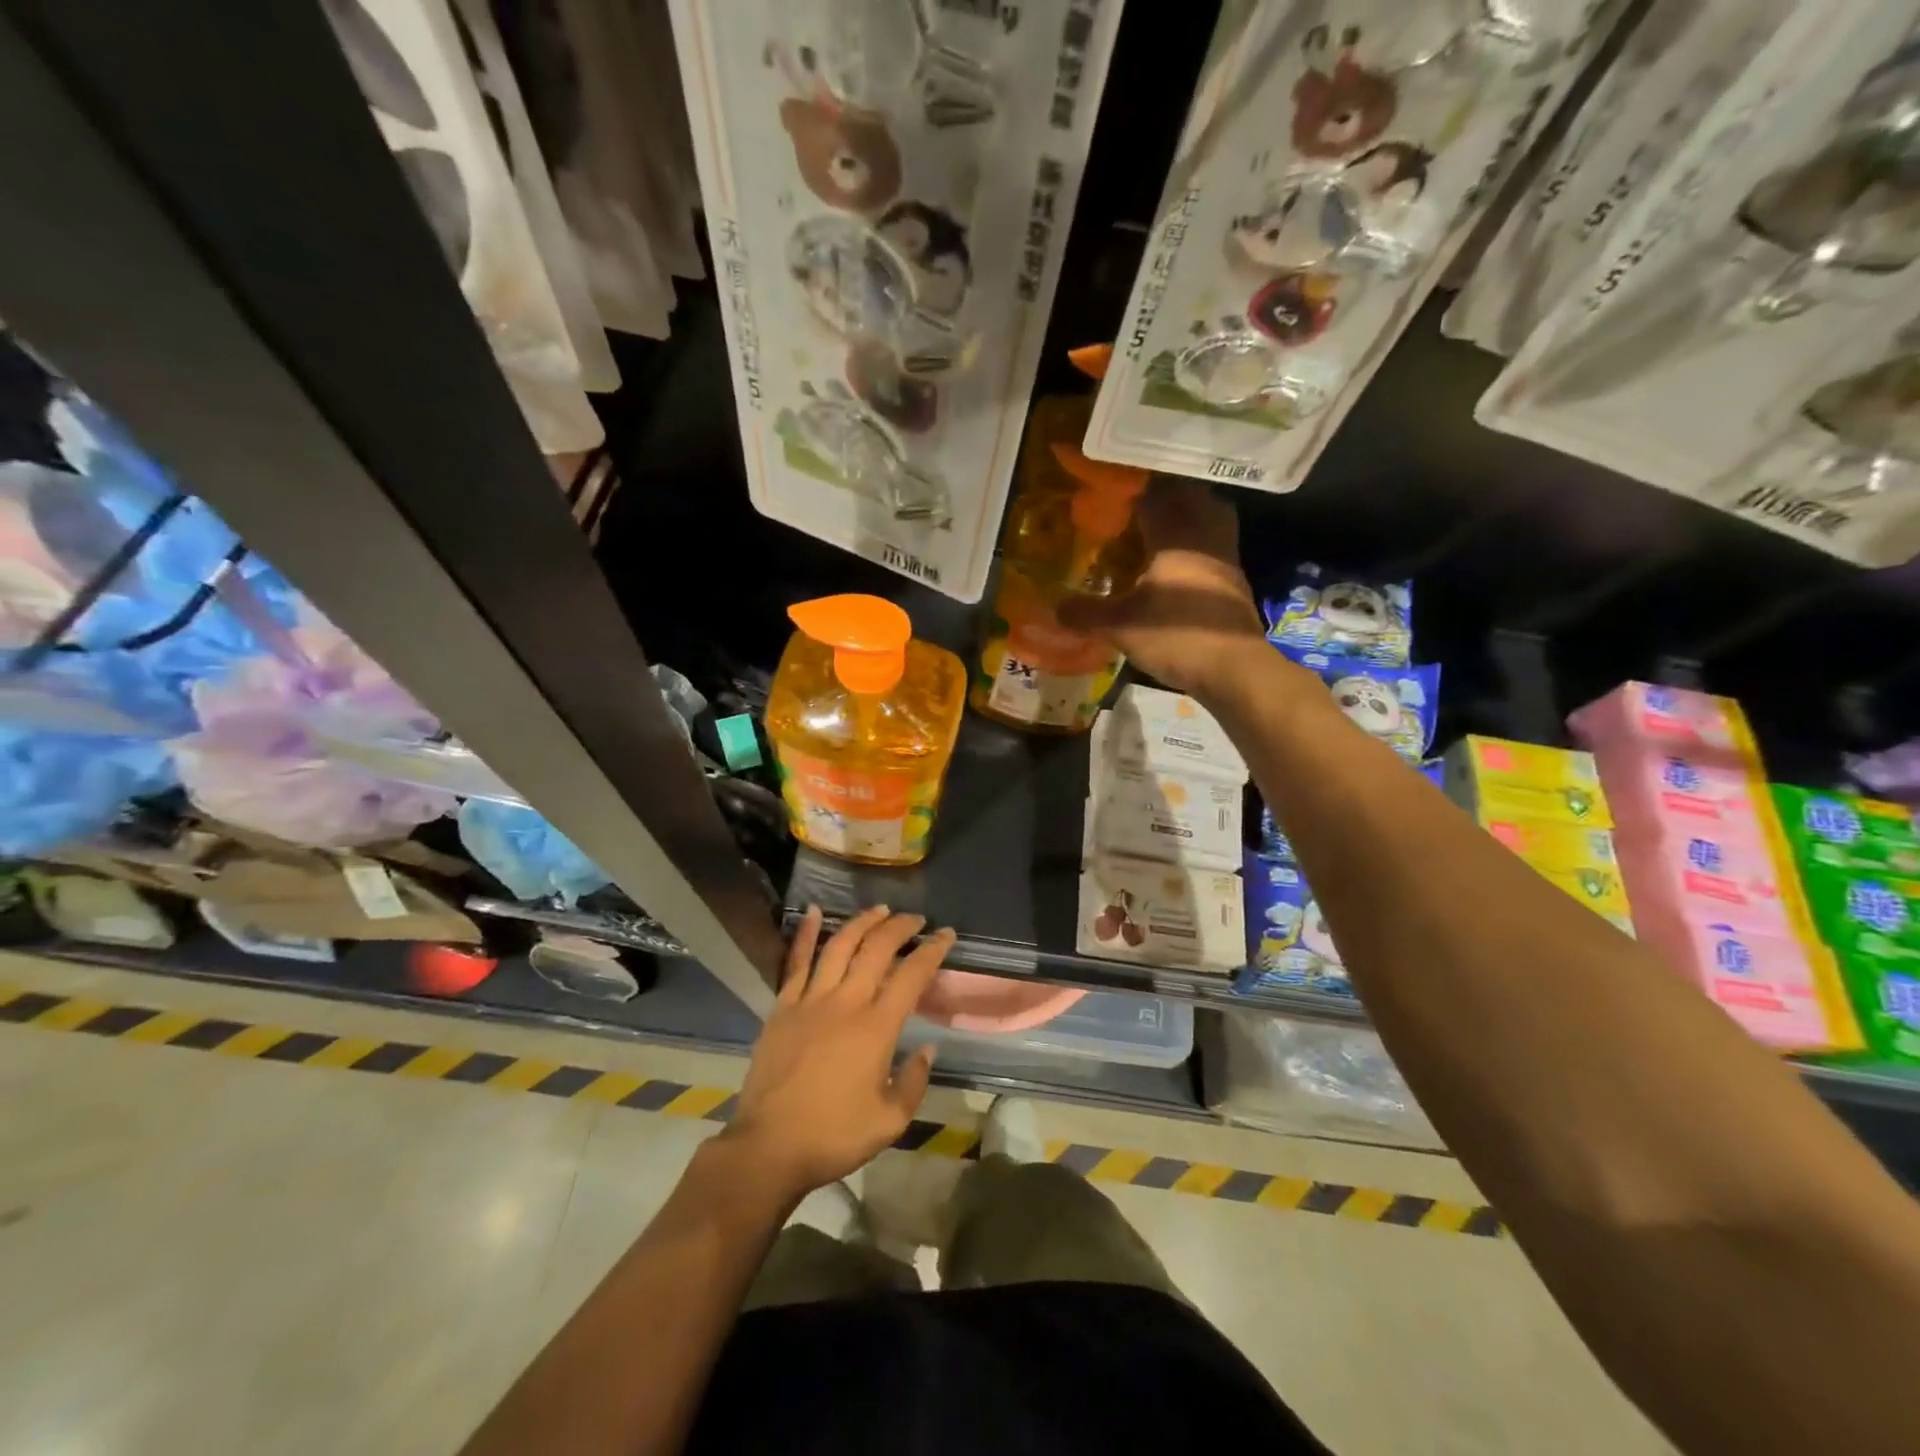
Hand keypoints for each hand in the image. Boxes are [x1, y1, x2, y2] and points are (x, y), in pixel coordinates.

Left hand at [722, 906, 954, 1203]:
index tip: (946, 934)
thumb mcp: (890, 1121)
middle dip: (900, 927)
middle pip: (876, 949)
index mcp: (876, 1028)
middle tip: (915, 918)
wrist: (769, 1147)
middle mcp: (846, 1002)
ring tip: (880, 909)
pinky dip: (806, 934)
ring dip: (862, 922)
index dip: (932, 950)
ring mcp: (810, 1000)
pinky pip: (796, 962)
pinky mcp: (783, 1007)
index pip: (912, 975)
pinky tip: (814, 911)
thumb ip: (914, 1081)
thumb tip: (927, 1049)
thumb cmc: (834, 1136)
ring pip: (840, 946)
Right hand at [1057, 479, 1266, 694]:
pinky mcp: (1234, 581)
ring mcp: (1225, 558)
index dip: (1134, 489)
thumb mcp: (1120, 627)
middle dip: (1164, 496)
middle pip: (1189, 497)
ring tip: (1158, 531)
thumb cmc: (1176, 637)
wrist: (1234, 669)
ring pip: (1209, 518)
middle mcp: (1204, 536)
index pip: (1155, 495)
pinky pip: (1214, 547)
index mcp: (1175, 535)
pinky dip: (1196, 546)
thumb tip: (1054, 608)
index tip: (1113, 490)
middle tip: (1136, 506)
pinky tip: (1176, 567)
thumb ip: (1086, 613)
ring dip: (1186, 517)